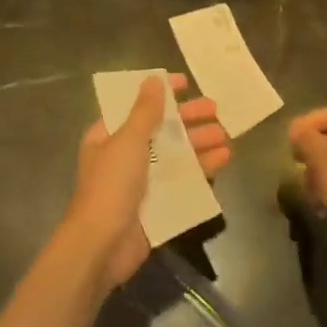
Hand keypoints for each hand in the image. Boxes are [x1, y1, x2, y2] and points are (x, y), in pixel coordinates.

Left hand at [63, 73, 230, 290]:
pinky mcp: (157, 206)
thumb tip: (154, 79)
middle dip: (188, 120)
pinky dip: (201, 171)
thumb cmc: (111, 185)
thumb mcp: (128, 140)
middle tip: (216, 111)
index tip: (186, 83)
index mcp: (109, 136)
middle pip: (160, 131)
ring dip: (199, 145)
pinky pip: (182, 183)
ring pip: (175, 156)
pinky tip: (222, 162)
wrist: (101, 247)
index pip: (136, 106)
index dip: (160, 93)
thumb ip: (144, 111)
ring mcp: (141, 182)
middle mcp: (124, 156)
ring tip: (226, 137)